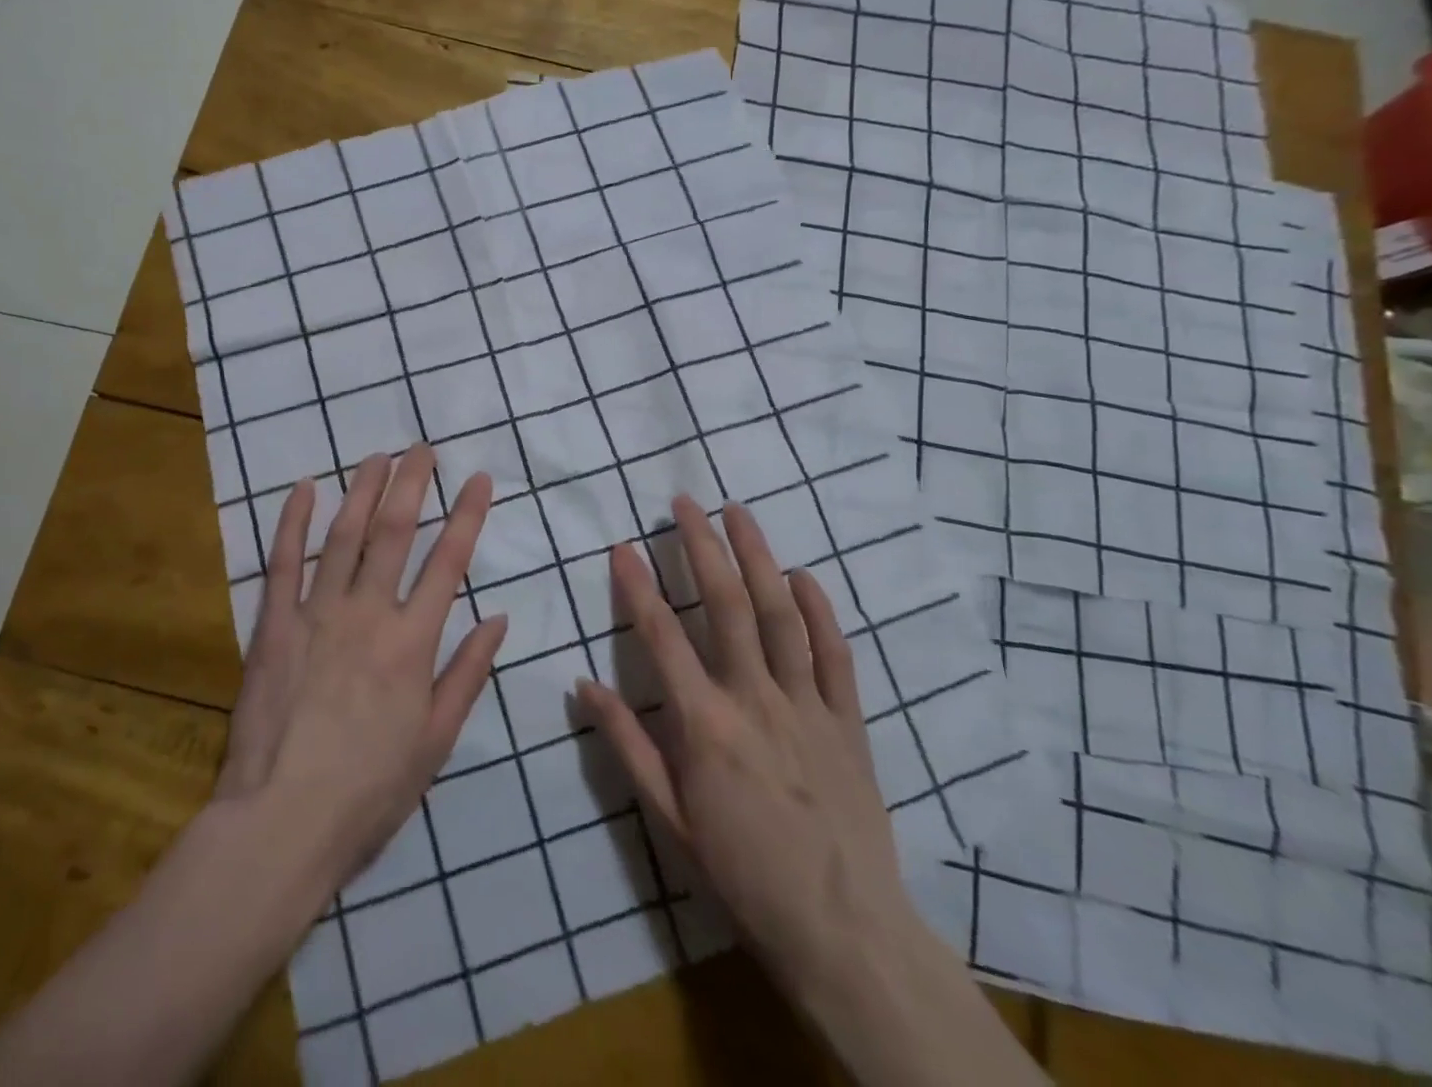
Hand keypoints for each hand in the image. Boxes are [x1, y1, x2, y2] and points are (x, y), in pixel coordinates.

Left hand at [213, 445, 507, 899]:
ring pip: (345, 536)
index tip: (479, 478)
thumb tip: (498, 619)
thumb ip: (467, 674)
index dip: (468, 516)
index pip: (449, 562)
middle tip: (423, 447)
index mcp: (412, 642)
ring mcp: (317, 614)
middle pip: (395, 533)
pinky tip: (305, 488)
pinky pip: (284, 563)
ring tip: (378, 456)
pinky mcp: (273, 625)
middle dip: (413, 484)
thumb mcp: (436, 740)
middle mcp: (368, 613)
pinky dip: (294, 522)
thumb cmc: (370, 789)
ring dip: (364, 491)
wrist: (282, 821)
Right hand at [576, 495, 918, 1002]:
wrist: (841, 928)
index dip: (637, 585)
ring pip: (781, 614)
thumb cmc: (741, 872)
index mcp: (705, 724)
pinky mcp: (847, 719)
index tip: (622, 545)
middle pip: (727, 605)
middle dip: (702, 546)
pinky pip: (834, 653)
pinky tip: (804, 576)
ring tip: (739, 513)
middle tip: (685, 502)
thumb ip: (627, 744)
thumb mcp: (669, 817)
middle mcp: (755, 698)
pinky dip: (819, 609)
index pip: (661, 636)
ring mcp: (807, 704)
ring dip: (758, 557)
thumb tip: (583, 685)